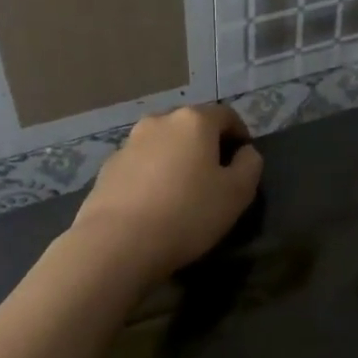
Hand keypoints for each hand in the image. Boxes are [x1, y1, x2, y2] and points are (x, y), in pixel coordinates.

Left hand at [74, 103, 262, 282]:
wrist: (118, 242)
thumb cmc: (188, 213)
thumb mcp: (237, 193)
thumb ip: (250, 165)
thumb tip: (245, 152)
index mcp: (194, 121)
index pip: (226, 115)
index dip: (240, 134)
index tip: (244, 160)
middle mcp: (159, 122)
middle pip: (191, 126)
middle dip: (207, 146)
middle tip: (216, 177)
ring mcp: (129, 144)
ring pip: (164, 145)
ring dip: (177, 160)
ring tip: (183, 192)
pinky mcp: (108, 168)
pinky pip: (141, 165)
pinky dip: (153, 176)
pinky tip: (156, 205)